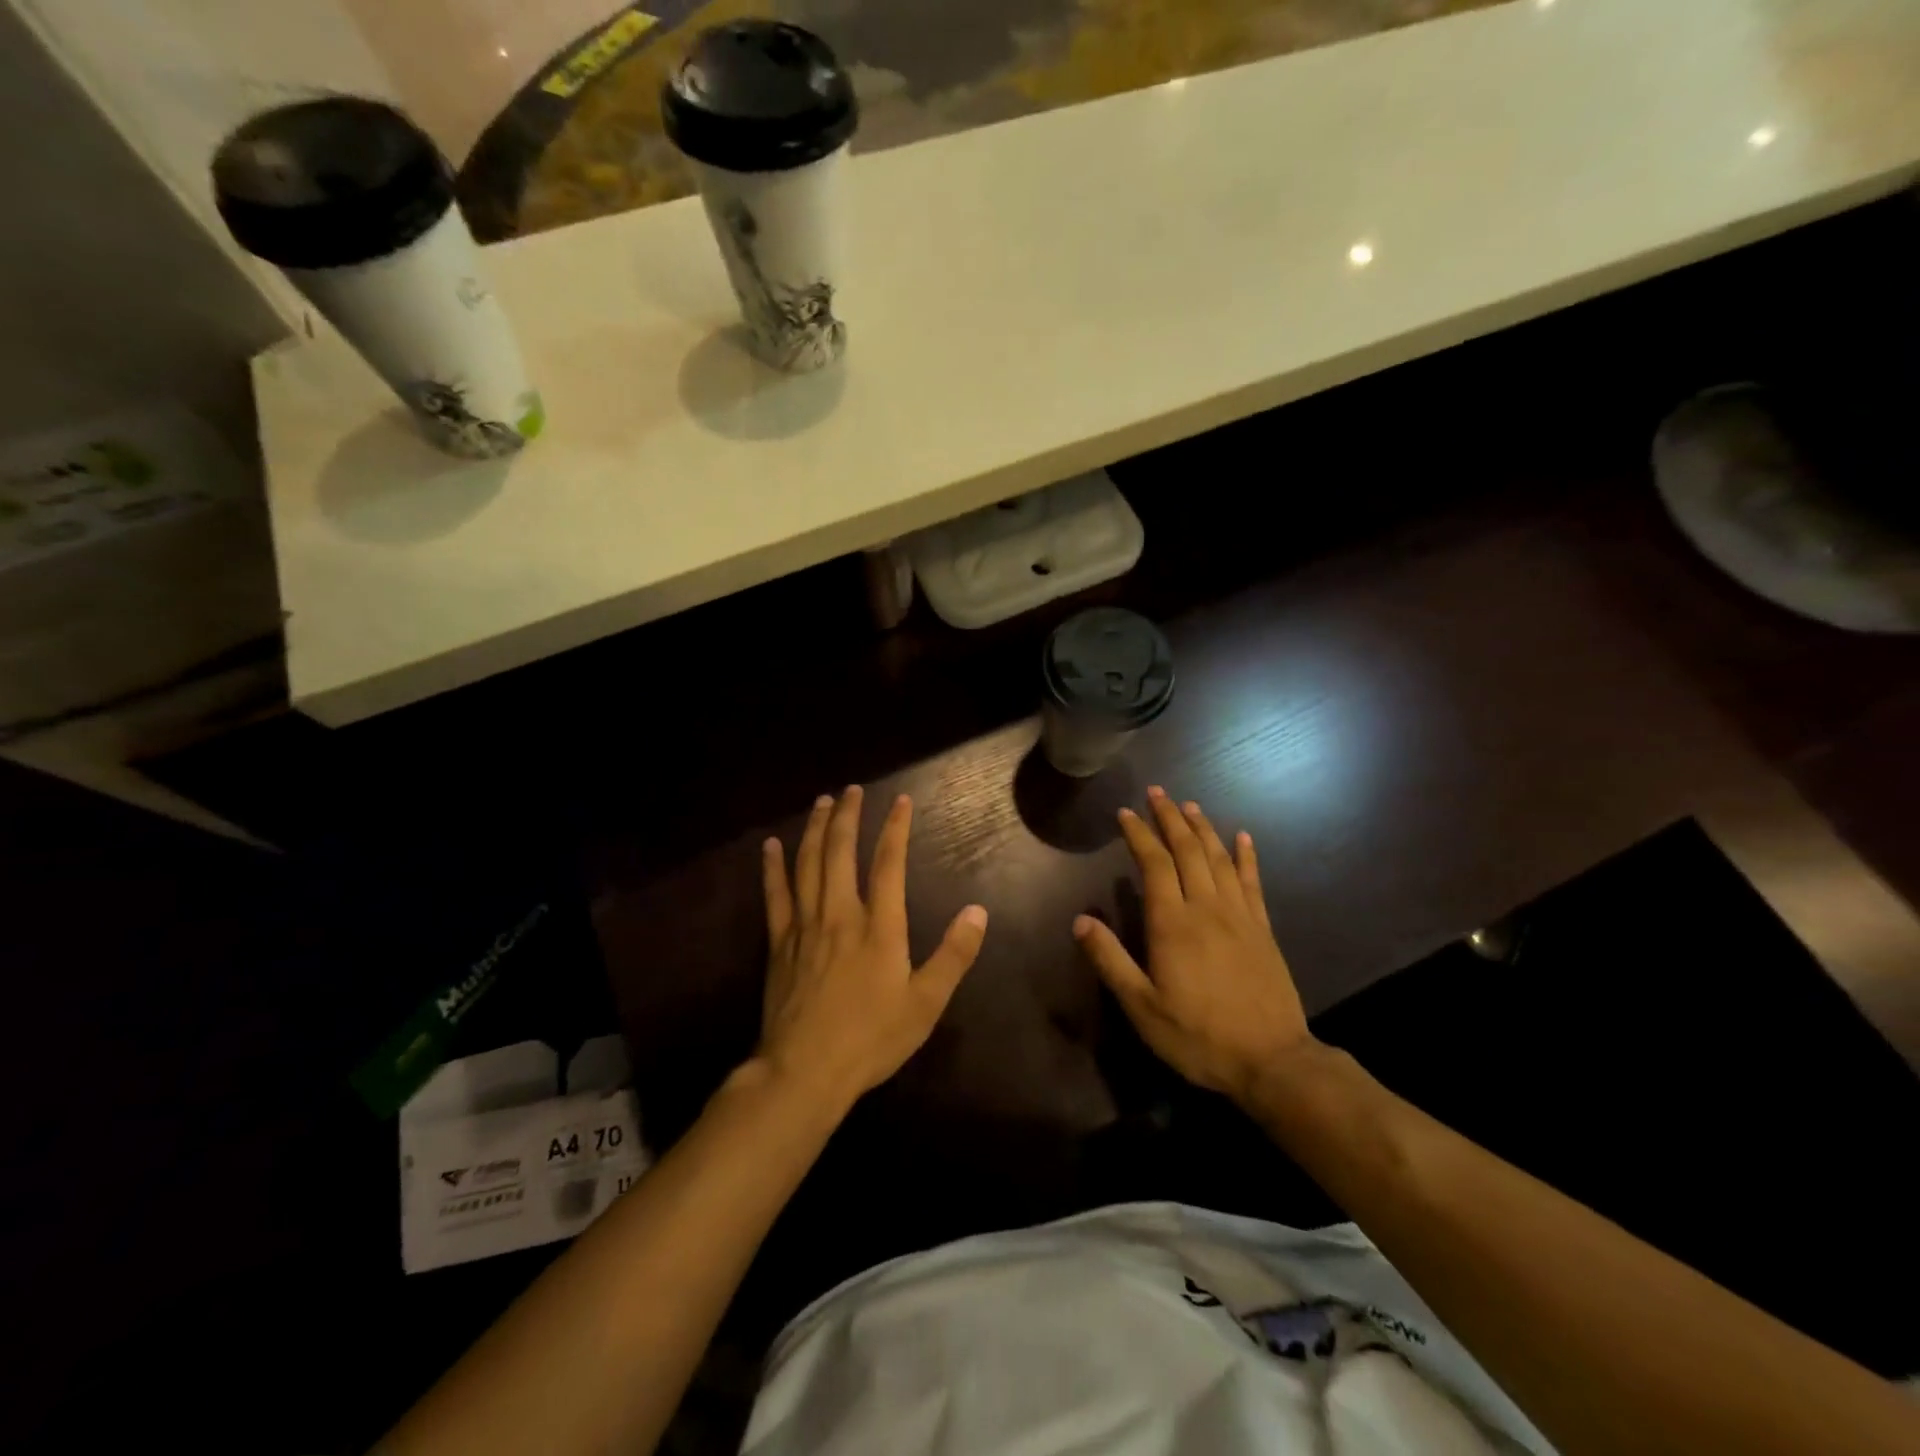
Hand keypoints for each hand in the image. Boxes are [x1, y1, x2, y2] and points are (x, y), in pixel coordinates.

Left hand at [758, 786, 988, 1111]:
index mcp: (879, 927)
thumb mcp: (926, 1003)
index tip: (901, 801)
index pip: (889, 864)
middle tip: (851, 790)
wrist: (805, 1071)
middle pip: (840, 852)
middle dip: (847, 816)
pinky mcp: (779, 943)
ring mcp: (805, 926)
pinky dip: (773, 867)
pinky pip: (775, 894)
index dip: (895, 828)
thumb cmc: (871, 1039)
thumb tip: (978, 911)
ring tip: (821, 803)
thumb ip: (954, 955)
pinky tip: (770, 846)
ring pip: (808, 864)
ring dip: (814, 829)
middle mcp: (840, 914)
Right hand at [1074, 787, 1316, 1105]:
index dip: (1139, 834)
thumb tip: (1080, 921)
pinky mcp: (1263, 929)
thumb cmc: (1198, 1036)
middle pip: (1187, 851)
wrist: (1271, 1061)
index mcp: (1173, 924)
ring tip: (1190, 805)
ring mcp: (1240, 916)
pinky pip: (1253, 882)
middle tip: (1157, 793)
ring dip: (1203, 828)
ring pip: (1219, 859)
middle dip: (1170, 818)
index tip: (1126, 812)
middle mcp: (1207, 908)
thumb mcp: (1142, 1007)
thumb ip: (1110, 961)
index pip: (1154, 864)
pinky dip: (1247, 856)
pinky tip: (1243, 838)